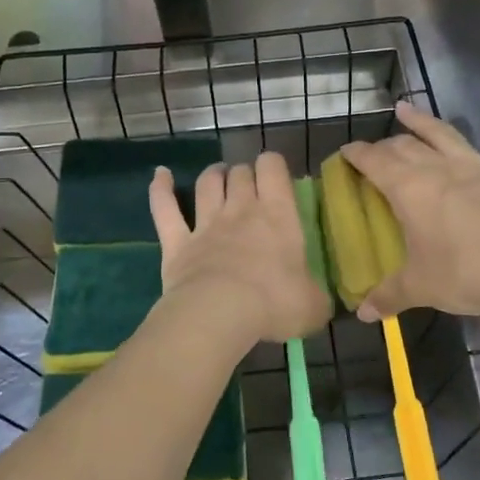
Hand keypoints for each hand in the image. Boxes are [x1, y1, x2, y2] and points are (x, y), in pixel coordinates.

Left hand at [148, 152, 331, 345]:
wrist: (219, 313)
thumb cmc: (274, 304)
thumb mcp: (312, 306)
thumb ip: (316, 297)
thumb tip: (319, 302)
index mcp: (278, 216)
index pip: (273, 169)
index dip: (273, 165)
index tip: (276, 176)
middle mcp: (241, 210)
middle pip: (240, 174)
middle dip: (245, 173)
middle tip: (249, 185)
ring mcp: (205, 224)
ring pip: (207, 184)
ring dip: (213, 175)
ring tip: (218, 174)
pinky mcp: (177, 243)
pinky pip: (165, 209)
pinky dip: (160, 189)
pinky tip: (160, 175)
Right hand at [341, 101, 479, 321]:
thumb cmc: (467, 274)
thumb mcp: (420, 288)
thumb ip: (389, 297)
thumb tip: (363, 314)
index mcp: (410, 190)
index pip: (374, 162)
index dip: (357, 155)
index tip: (345, 153)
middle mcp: (441, 169)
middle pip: (406, 147)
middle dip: (386, 146)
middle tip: (377, 152)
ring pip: (447, 135)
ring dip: (424, 121)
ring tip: (406, 109)